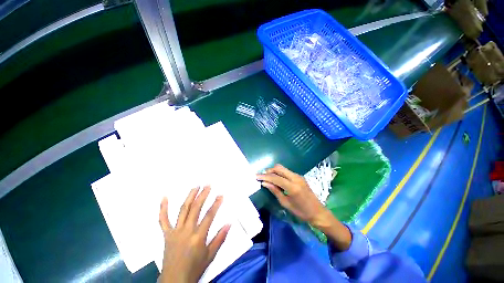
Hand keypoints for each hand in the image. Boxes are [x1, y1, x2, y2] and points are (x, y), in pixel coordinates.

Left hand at [158, 186, 229, 282]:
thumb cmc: (195, 268)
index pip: (209, 216)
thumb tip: (229, 223)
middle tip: (208, 185)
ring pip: (183, 210)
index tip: (220, 195)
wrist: (175, 281)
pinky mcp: (167, 234)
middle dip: (203, 195)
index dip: (216, 204)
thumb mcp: (210, 255)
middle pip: (196, 209)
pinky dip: (163, 208)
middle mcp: (186, 231)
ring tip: (195, 187)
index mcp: (198, 237)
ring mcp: (175, 232)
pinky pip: (163, 220)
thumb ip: (220, 238)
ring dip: (190, 197)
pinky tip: (164, 197)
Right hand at [257, 164, 350, 250]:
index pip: (275, 177)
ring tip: (268, 177)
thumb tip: (264, 183)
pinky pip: (287, 171)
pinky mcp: (299, 176)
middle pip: (279, 168)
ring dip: (274, 171)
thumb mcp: (286, 203)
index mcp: (292, 186)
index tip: (256, 176)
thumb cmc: (301, 212)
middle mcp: (296, 178)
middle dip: (269, 171)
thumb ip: (275, 191)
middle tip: (262, 176)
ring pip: (283, 168)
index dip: (265, 176)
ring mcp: (298, 176)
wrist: (318, 212)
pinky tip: (277, 179)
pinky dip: (280, 173)